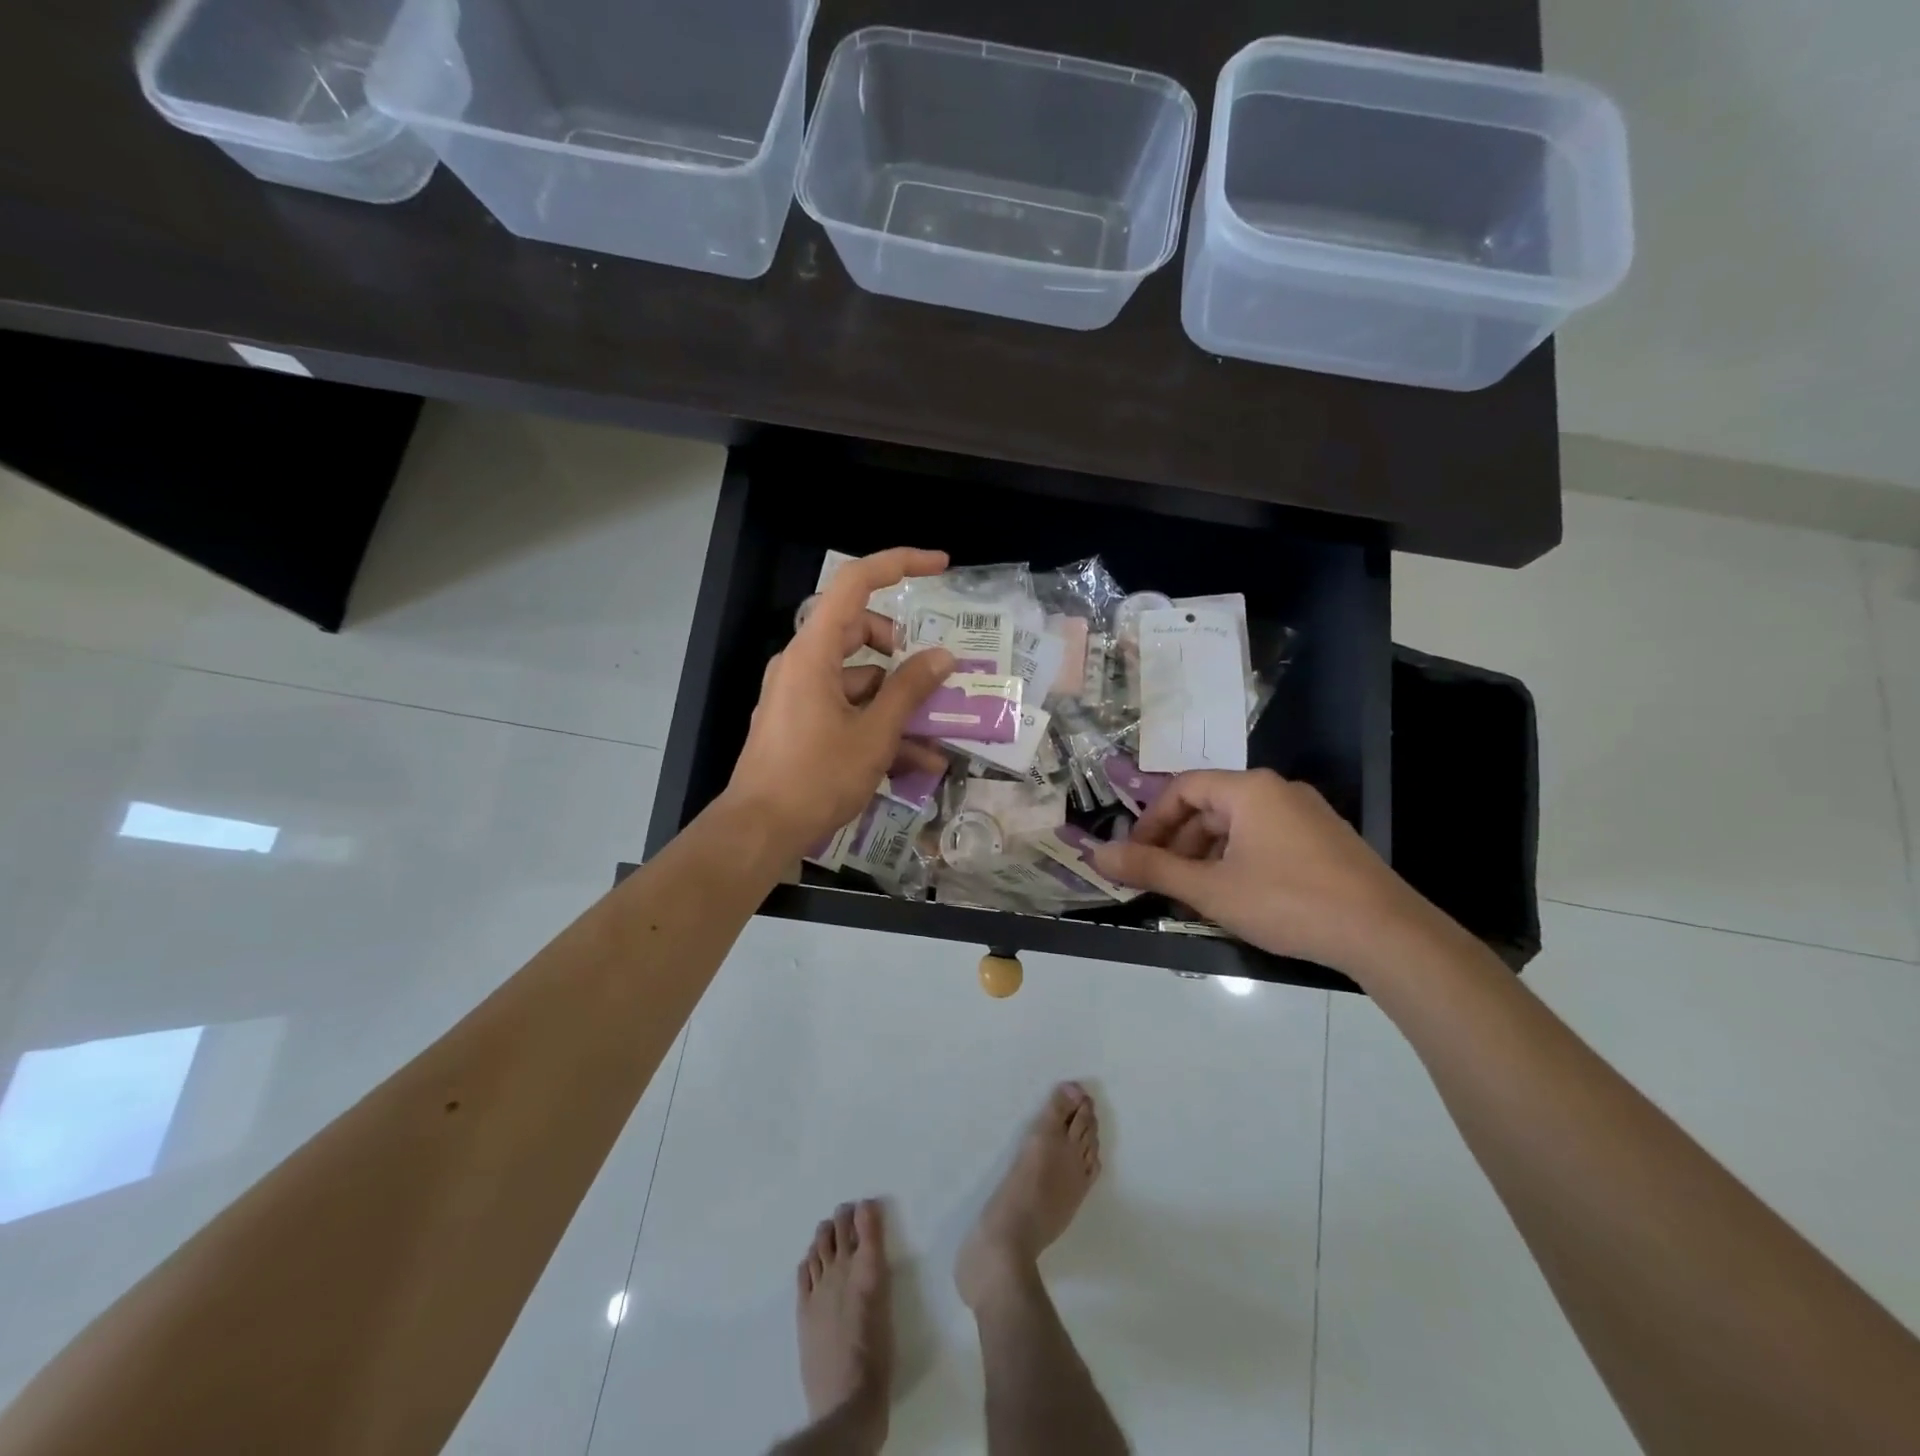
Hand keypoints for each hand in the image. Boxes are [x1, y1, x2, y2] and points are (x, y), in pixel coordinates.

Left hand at [725, 548, 954, 854]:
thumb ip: (910, 690)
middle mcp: (803, 664)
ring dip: (899, 703)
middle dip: (904, 653)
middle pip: (861, 633)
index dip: (899, 564)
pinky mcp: (801, 723)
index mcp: (813, 652)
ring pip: (860, 679)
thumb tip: (942, 656)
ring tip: (938, 737)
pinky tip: (916, 762)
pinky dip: (879, 726)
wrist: (760, 831)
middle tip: (938, 674)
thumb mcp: (874, 734)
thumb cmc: (816, 777)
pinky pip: (848, 709)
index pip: (855, 584)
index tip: (940, 566)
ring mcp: (800, 694)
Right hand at [1092, 769, 1444, 977]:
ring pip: (1237, 827)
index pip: (1182, 788)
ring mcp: (1306, 815)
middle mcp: (1278, 791)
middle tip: (1162, 882)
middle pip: (1209, 807)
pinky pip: (1265, 840)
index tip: (1135, 856)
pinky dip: (1238, 862)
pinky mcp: (1325, 841)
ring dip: (1206, 857)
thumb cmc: (1287, 902)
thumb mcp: (1210, 888)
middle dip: (1178, 844)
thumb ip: (1150, 869)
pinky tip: (1236, 899)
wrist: (1386, 935)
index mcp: (1249, 789)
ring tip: (1195, 898)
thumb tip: (1096, 854)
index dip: (1151, 821)